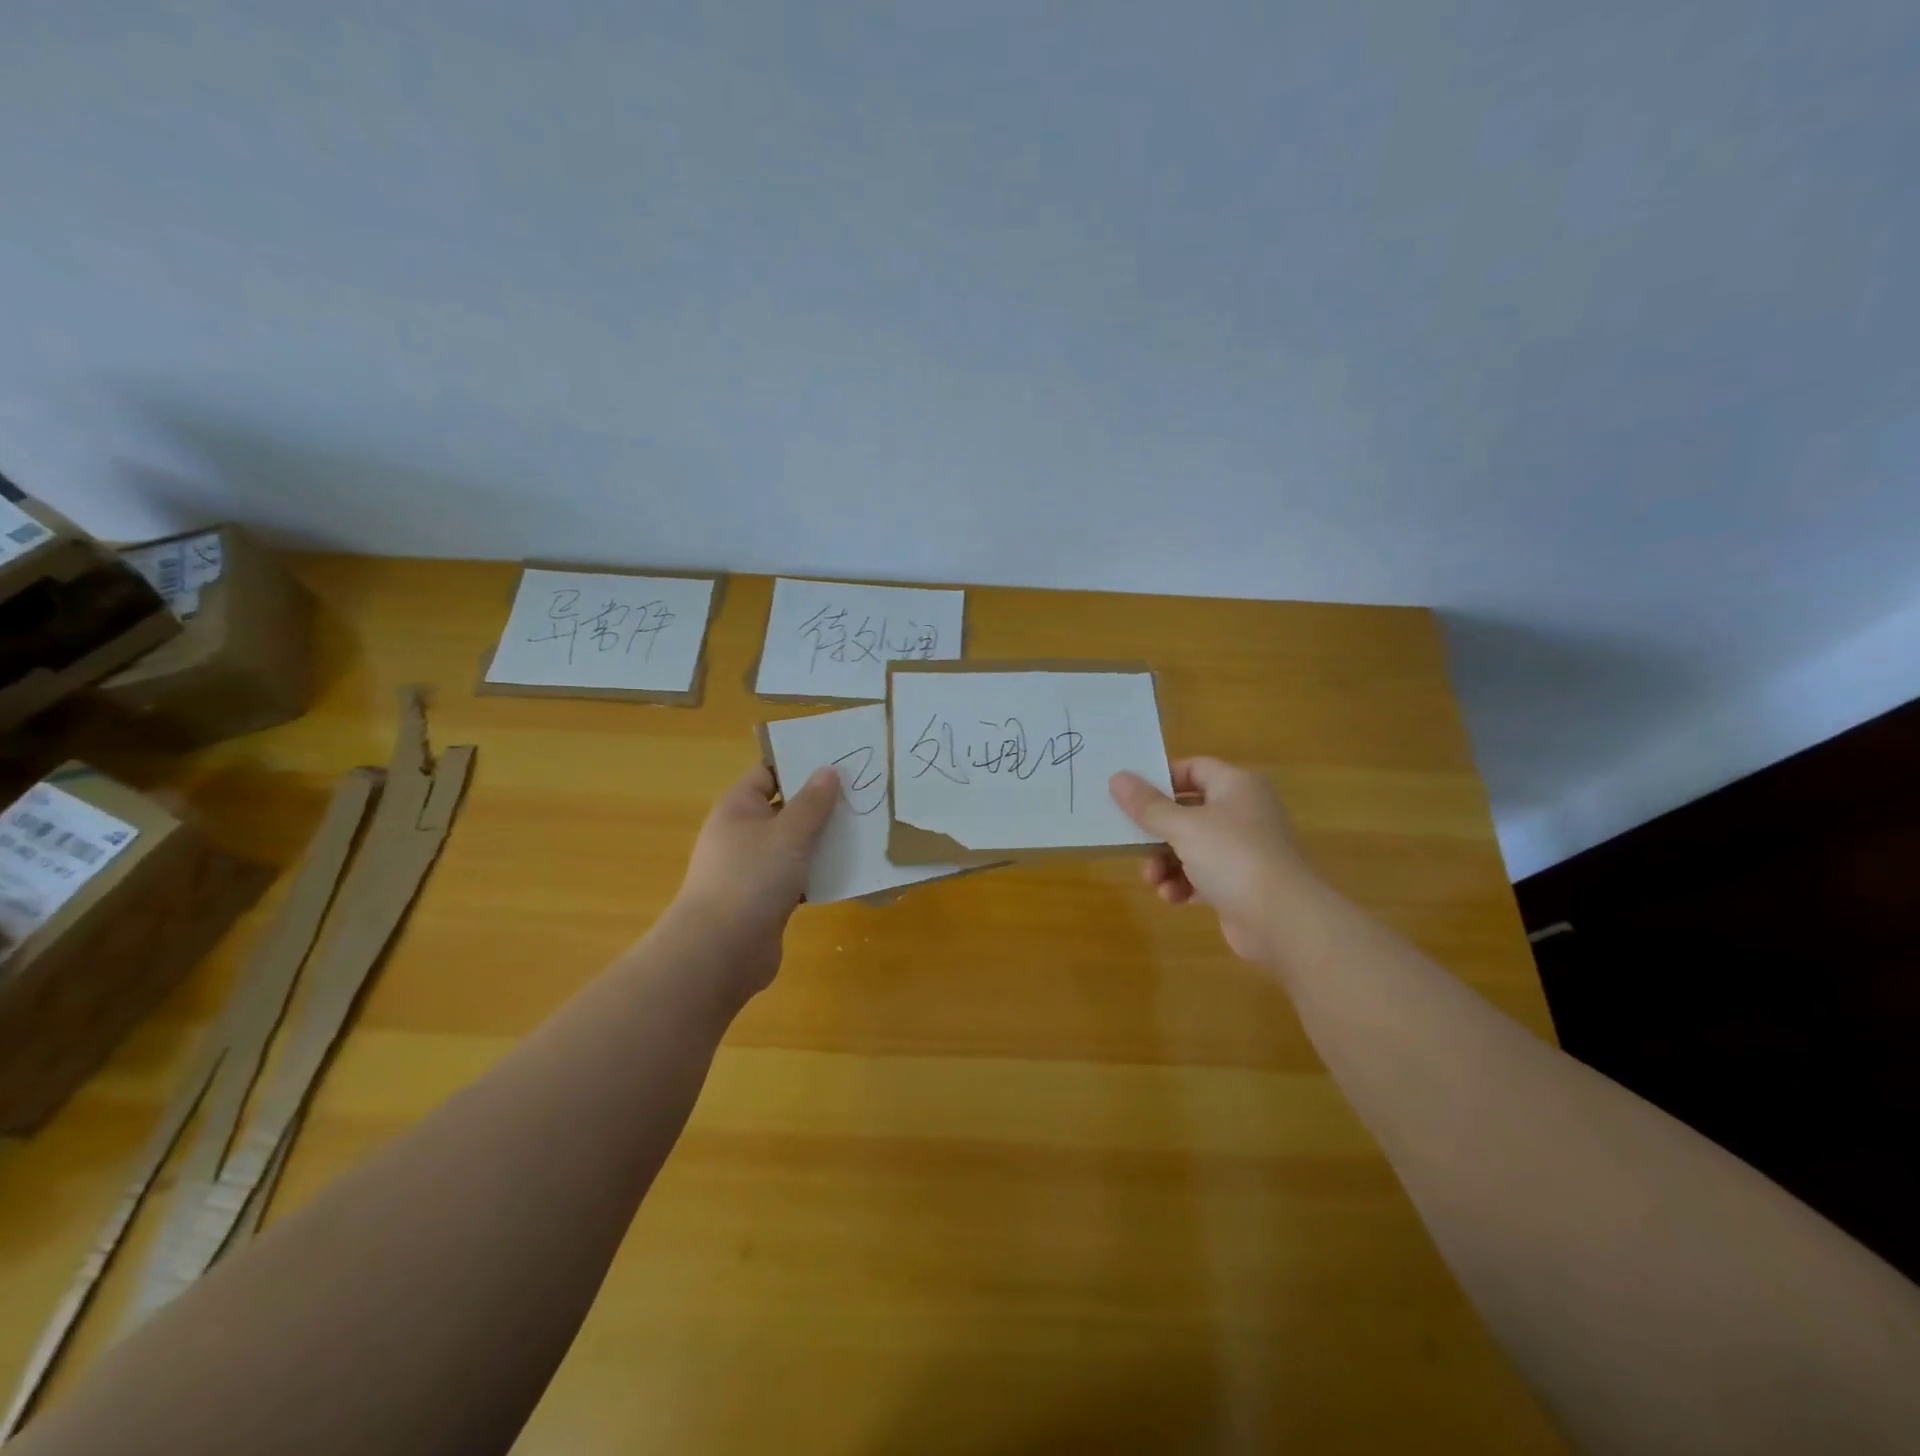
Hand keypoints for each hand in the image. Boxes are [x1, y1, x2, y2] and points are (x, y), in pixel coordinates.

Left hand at [668, 763, 840, 996]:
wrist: (720, 952)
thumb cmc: (751, 879)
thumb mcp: (788, 834)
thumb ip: (812, 803)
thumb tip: (828, 770)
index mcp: (739, 808)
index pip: (769, 772)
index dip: (800, 763)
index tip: (839, 760)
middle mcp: (743, 833)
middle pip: (786, 808)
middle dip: (821, 803)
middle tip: (863, 794)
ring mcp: (753, 868)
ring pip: (795, 845)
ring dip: (824, 840)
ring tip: (866, 828)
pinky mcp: (766, 899)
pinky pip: (798, 876)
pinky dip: (820, 873)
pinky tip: (851, 870)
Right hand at [1109, 757, 1310, 962]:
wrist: (1283, 921)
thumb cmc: (1232, 857)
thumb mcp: (1183, 827)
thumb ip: (1147, 805)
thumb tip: (1116, 777)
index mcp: (1236, 786)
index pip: (1193, 768)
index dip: (1162, 780)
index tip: (1132, 797)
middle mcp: (1243, 812)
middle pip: (1187, 811)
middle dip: (1157, 832)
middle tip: (1132, 843)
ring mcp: (1244, 849)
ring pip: (1191, 846)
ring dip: (1166, 863)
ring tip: (1154, 880)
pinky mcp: (1240, 883)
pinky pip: (1202, 875)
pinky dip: (1184, 884)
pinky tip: (1173, 898)